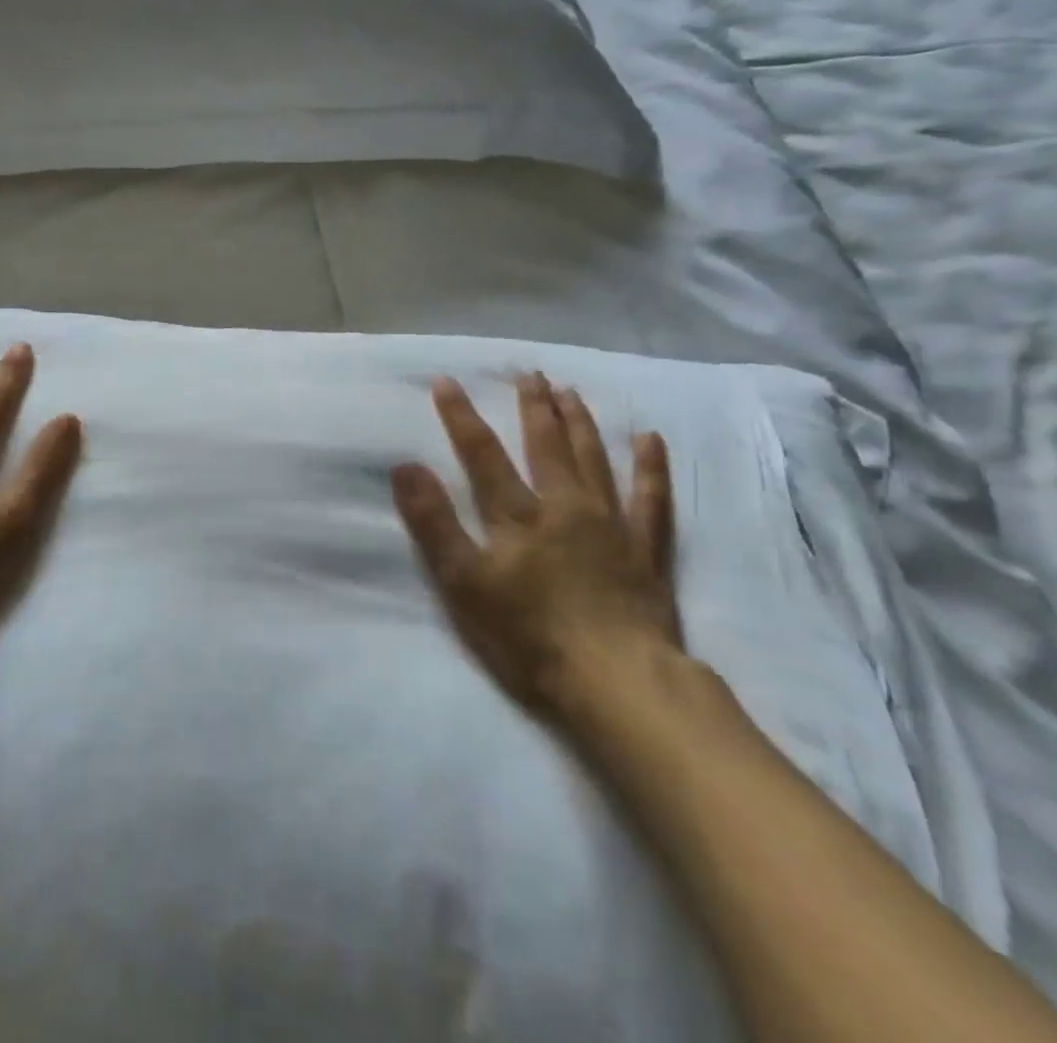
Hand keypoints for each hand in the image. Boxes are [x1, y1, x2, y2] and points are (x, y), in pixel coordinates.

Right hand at [391, 372, 677, 725]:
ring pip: (594, 461)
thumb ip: (434, 523)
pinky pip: (652, 500)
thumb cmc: (528, 635)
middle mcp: (564, 506)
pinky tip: (650, 439)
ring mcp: (610, 525)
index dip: (461, 416)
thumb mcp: (463, 582)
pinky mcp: (646, 551)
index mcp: (517, 515)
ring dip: (580, 423)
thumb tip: (405, 466)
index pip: (482, 453)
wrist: (617, 683)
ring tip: (570, 392)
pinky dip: (651, 468)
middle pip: (545, 446)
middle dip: (533, 407)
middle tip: (529, 373)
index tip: (448, 382)